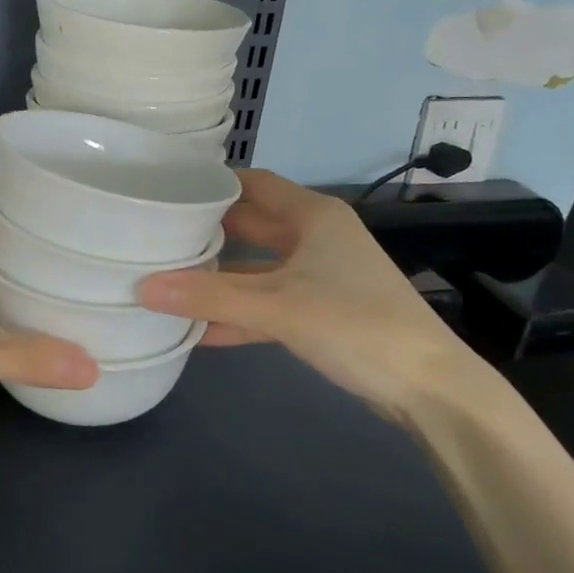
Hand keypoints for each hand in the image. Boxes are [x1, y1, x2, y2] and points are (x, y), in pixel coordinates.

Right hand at [136, 170, 486, 426]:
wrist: (431, 390)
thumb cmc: (356, 324)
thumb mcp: (277, 306)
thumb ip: (209, 296)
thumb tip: (141, 288)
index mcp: (313, 216)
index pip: (253, 183)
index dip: (212, 183)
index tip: (166, 189)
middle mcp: (316, 237)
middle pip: (251, 224)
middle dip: (207, 231)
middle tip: (155, 234)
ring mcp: (320, 276)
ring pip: (257, 267)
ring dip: (219, 277)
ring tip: (166, 279)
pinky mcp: (321, 312)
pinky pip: (268, 303)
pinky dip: (238, 313)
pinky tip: (198, 330)